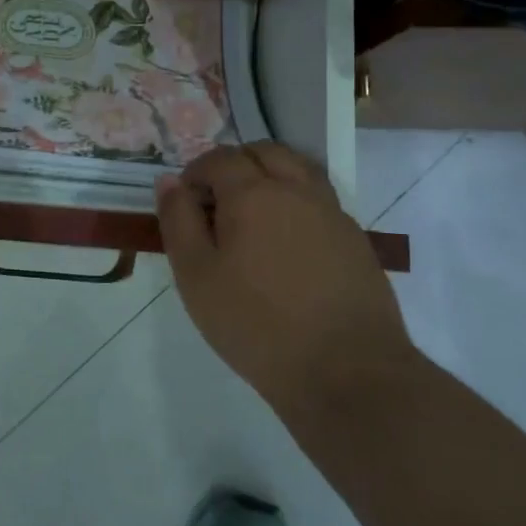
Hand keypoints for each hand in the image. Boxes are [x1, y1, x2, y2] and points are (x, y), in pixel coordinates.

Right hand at [156, 143, 413, 408]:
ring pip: (299, 170)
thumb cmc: (257, 325)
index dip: (196, 172)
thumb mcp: (196, 276)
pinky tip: (287, 245)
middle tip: (217, 202)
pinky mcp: (355, 240)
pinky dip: (296, 203)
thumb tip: (169, 182)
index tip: (185, 202)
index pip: (220, 158)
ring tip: (252, 217)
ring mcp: (332, 213)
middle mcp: (297, 191)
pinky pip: (320, 201)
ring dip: (271, 177)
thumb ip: (178, 221)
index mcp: (253, 194)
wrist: (347, 372)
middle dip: (236, 165)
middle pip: (265, 152)